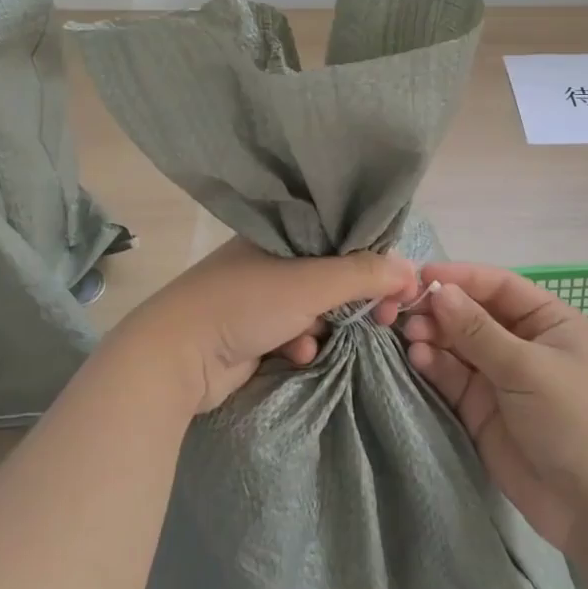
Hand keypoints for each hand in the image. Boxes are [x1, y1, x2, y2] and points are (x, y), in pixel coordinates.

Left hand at [115, 238, 419, 413]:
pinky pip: (295, 332)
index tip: (400, 288)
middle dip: (357, 298)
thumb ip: (362, 275)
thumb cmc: (245, 304)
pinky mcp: (254, 330)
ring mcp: (260, 295)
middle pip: (333, 273)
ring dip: (328, 324)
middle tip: (384, 319)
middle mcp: (272, 257)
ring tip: (330, 339)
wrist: (176, 357)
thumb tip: (411, 271)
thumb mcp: (311, 283)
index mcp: (282, 231)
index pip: (342, 236)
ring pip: (316, 306)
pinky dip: (301, 343)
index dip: (375, 259)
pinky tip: (296, 353)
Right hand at [402, 263, 587, 550]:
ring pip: (457, 345)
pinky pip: (452, 377)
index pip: (497, 286)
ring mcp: (500, 377)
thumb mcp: (527, 368)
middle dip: (440, 310)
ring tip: (410, 337)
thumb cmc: (574, 420)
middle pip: (472, 314)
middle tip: (405, 311)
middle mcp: (522, 343)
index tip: (421, 277)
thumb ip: (478, 331)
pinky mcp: (481, 409)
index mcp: (548, 321)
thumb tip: (439, 291)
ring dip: (433, 337)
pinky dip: (434, 366)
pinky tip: (417, 359)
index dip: (460, 278)